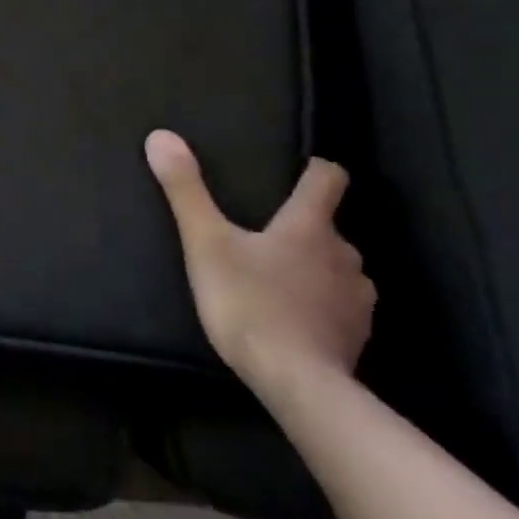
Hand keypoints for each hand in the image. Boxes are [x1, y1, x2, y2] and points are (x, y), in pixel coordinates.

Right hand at [144, 130, 375, 397]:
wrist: (296, 382)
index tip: (302, 169)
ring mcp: (356, 298)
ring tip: (280, 278)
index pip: (328, 180)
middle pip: (329, 228)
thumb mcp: (205, 243)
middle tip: (266, 236)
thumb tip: (161, 136)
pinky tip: (295, 317)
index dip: (317, 169)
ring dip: (315, 267)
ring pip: (338, 268)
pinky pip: (341, 306)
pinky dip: (321, 303)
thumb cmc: (249, 303)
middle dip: (303, 228)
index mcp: (309, 227)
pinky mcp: (356, 334)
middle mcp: (343, 255)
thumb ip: (185, 191)